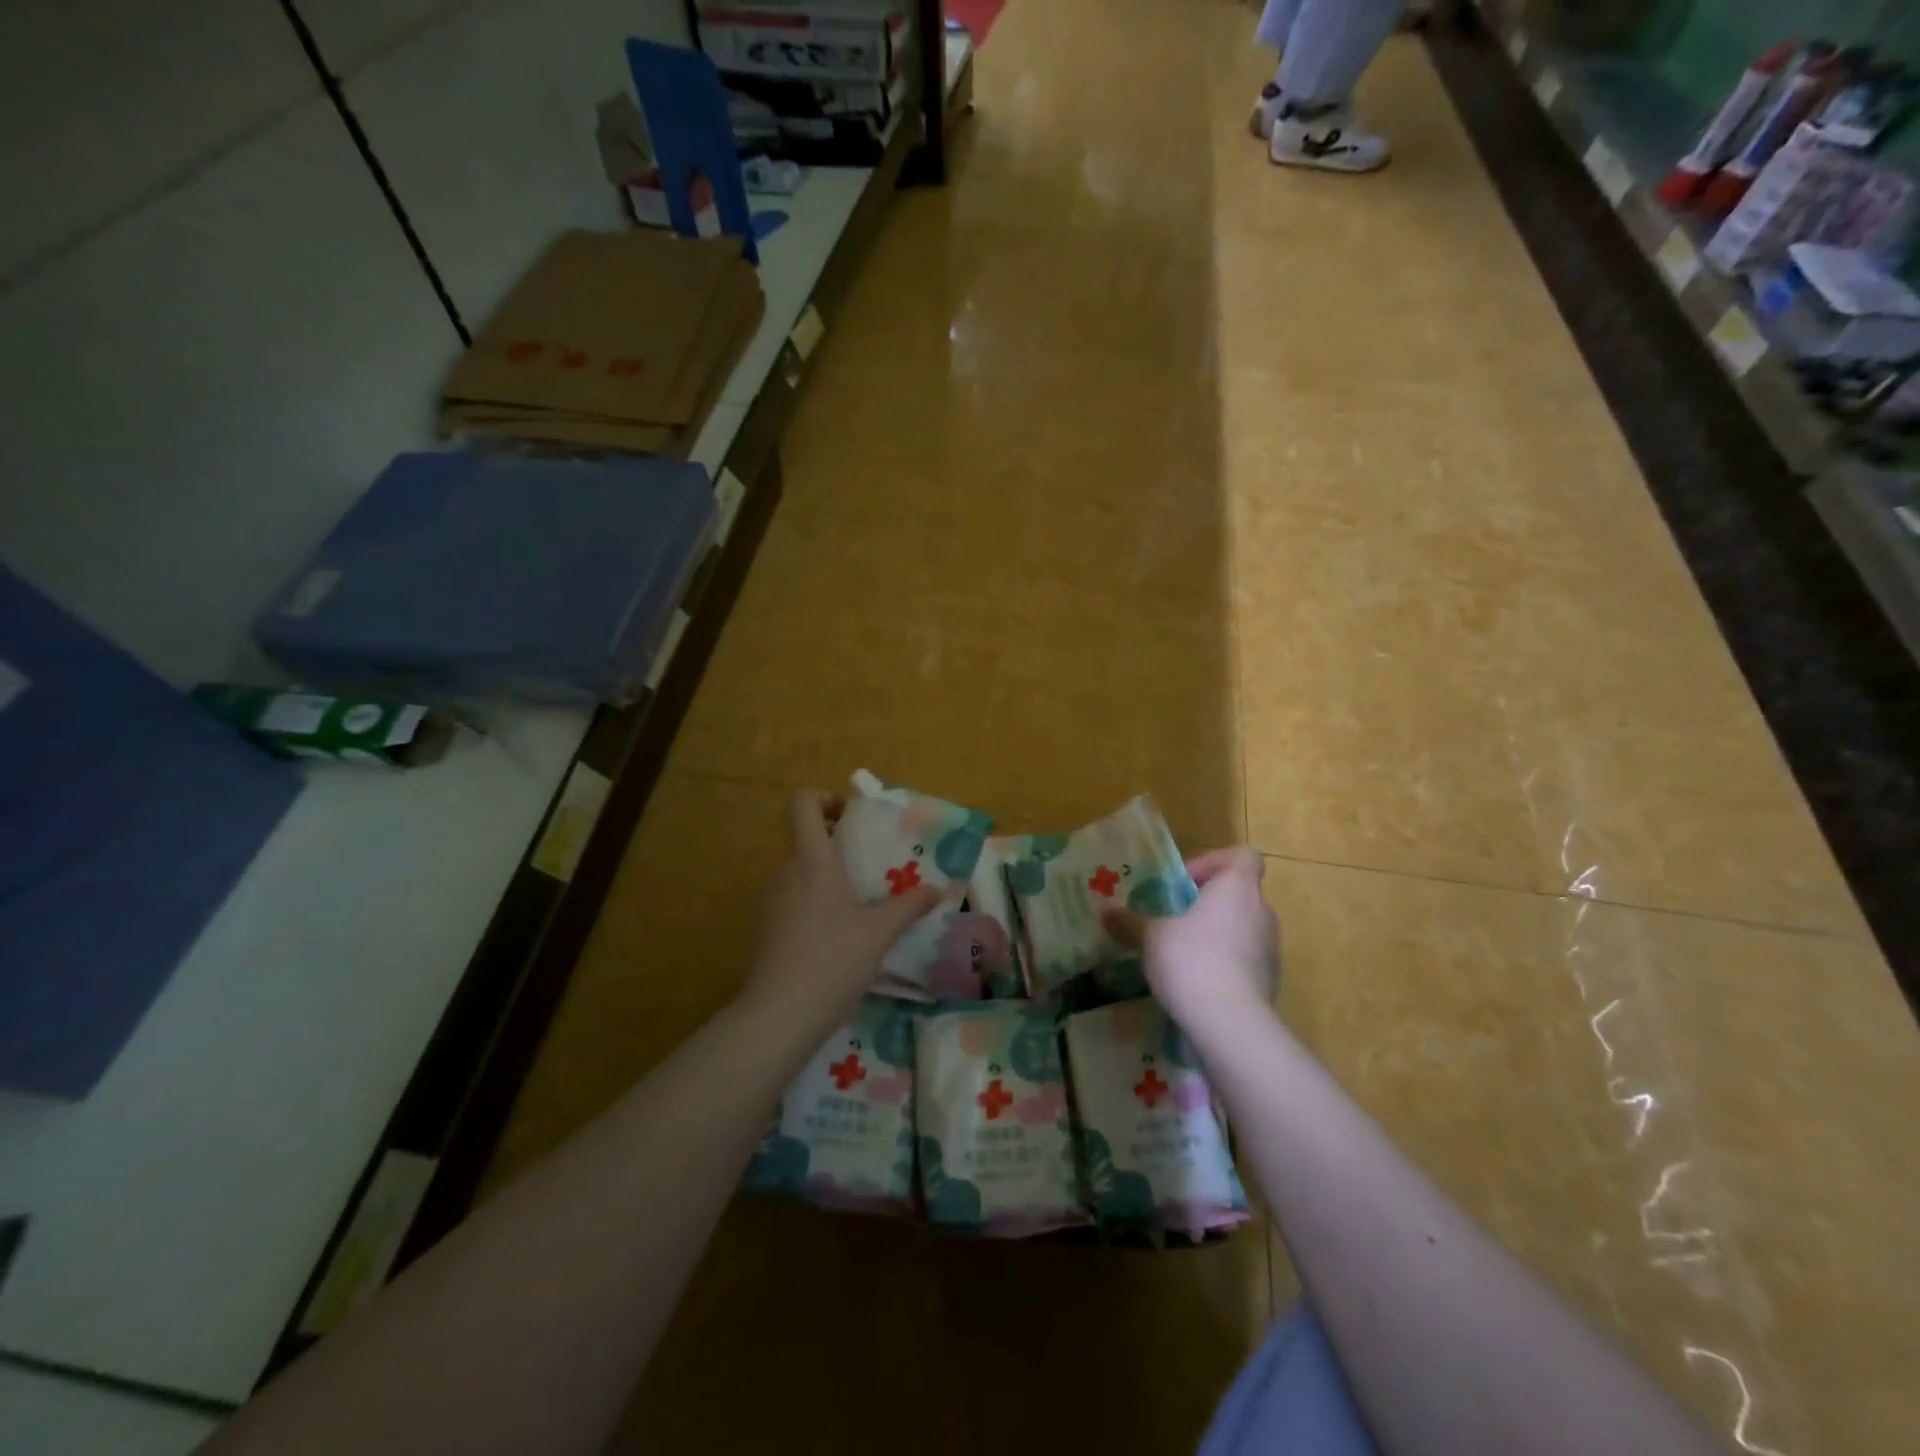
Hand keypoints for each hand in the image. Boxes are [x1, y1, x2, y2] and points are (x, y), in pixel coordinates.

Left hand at [741, 790, 948, 1036]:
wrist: (779, 1015)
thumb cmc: (833, 960)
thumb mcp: (880, 932)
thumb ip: (910, 906)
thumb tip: (938, 889)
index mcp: (814, 861)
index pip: (803, 805)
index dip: (825, 798)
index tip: (850, 816)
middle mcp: (787, 873)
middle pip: (808, 842)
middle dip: (839, 849)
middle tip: (873, 869)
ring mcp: (771, 902)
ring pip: (802, 876)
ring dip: (829, 882)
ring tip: (861, 910)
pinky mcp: (765, 930)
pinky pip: (794, 904)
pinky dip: (815, 909)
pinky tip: (837, 941)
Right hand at [1102, 848, 1278, 1041]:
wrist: (1231, 1024)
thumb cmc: (1191, 959)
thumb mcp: (1150, 937)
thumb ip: (1130, 922)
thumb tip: (1107, 914)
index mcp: (1237, 888)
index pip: (1243, 856)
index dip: (1214, 862)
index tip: (1186, 884)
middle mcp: (1262, 911)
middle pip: (1240, 893)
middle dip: (1208, 903)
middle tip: (1175, 919)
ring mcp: (1271, 948)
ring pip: (1243, 927)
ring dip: (1217, 934)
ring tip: (1183, 954)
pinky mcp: (1271, 980)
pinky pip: (1246, 959)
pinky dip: (1226, 963)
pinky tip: (1198, 983)